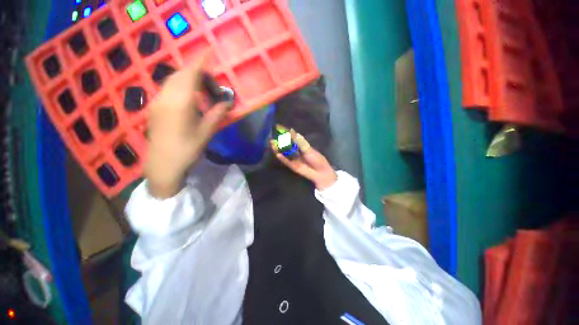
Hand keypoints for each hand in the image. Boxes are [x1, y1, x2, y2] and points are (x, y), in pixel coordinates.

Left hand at [146, 52, 231, 198]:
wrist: (163, 164)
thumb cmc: (188, 149)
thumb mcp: (207, 131)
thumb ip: (217, 113)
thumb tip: (228, 101)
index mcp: (181, 101)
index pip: (191, 73)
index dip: (200, 61)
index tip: (209, 52)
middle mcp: (166, 96)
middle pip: (181, 74)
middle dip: (197, 72)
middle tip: (212, 85)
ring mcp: (157, 101)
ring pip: (173, 80)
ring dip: (188, 80)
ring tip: (203, 91)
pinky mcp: (155, 107)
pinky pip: (168, 89)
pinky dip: (181, 87)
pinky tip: (190, 99)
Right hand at [271, 128, 336, 189]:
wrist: (320, 172)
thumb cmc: (317, 159)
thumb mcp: (308, 149)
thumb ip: (299, 141)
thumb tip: (291, 130)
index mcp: (301, 146)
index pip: (292, 138)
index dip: (286, 134)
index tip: (279, 128)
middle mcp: (296, 151)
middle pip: (286, 145)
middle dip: (280, 141)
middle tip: (273, 137)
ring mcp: (293, 159)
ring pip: (284, 153)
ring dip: (278, 149)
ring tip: (272, 144)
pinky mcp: (292, 166)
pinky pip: (286, 161)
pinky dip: (282, 158)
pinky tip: (277, 154)